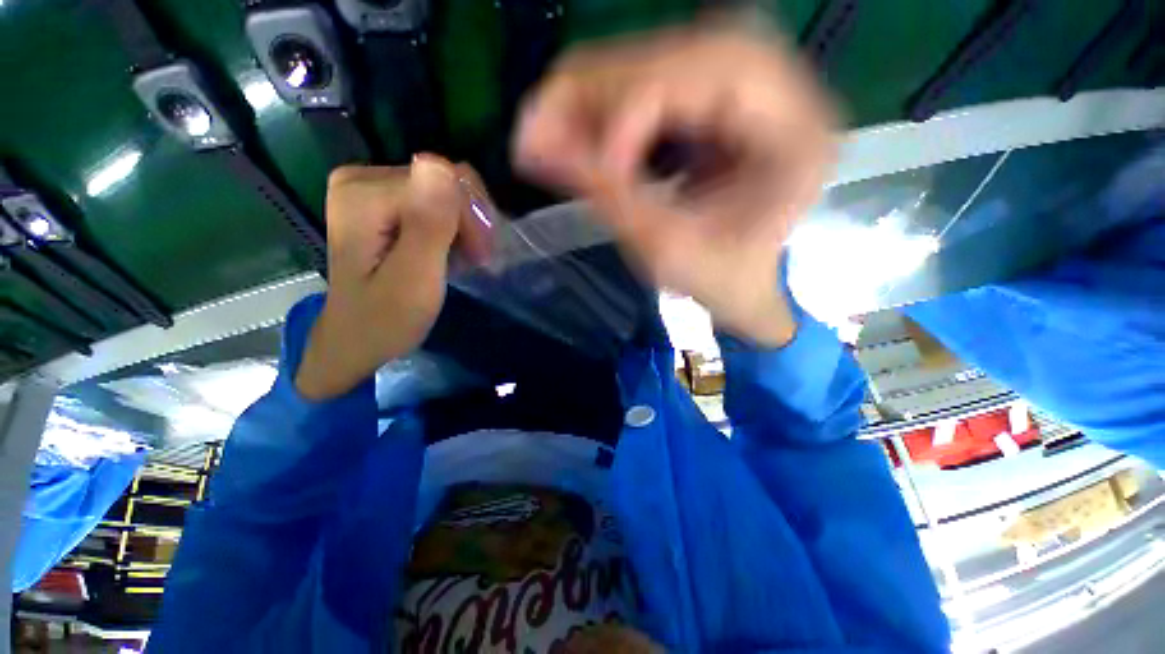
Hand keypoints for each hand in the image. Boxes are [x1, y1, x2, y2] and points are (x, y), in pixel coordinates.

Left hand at [296, 155, 487, 399]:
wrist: (357, 338)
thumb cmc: (387, 318)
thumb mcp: (414, 278)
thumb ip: (427, 224)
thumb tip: (440, 163)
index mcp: (365, 193)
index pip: (445, 182)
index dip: (472, 220)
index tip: (480, 258)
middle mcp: (362, 178)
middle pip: (444, 182)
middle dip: (469, 223)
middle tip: (475, 260)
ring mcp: (369, 188)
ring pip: (444, 192)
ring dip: (464, 228)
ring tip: (463, 259)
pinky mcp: (380, 201)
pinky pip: (433, 202)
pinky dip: (450, 228)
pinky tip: (448, 252)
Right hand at [515, 19, 836, 345]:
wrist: (750, 281)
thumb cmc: (722, 279)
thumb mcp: (668, 250)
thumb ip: (607, 196)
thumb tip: (533, 147)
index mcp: (794, 127)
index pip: (707, 75)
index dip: (631, 113)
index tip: (589, 168)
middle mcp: (779, 83)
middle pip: (672, 51)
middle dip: (591, 91)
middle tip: (533, 130)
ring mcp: (745, 83)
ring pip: (653, 58)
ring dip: (588, 96)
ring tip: (542, 134)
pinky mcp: (714, 97)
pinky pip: (648, 81)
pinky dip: (602, 106)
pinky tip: (571, 133)